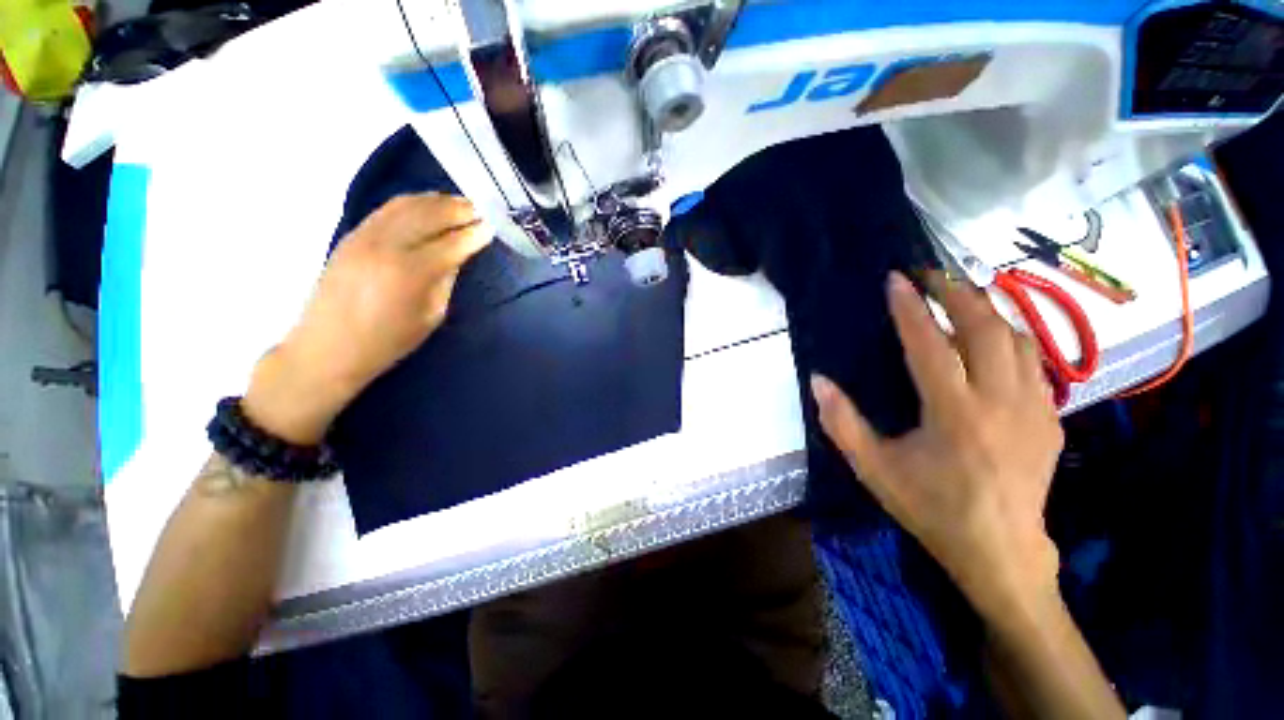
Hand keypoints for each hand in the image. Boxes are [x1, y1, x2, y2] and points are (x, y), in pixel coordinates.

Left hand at [243, 194, 490, 443]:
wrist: (329, 346)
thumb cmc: (388, 341)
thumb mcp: (431, 315)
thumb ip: (446, 280)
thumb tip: (457, 254)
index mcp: (412, 272)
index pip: (453, 243)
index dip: (475, 233)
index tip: (492, 227)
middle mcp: (387, 245)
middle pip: (430, 215)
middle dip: (459, 210)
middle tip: (481, 209)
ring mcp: (365, 236)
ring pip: (407, 205)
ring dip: (437, 201)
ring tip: (458, 202)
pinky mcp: (352, 234)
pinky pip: (387, 209)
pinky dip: (411, 202)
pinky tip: (426, 204)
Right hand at [811, 271, 1063, 620]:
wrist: (1001, 550)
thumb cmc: (930, 507)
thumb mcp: (873, 469)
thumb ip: (841, 422)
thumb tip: (818, 380)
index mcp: (954, 415)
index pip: (931, 345)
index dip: (910, 309)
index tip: (896, 279)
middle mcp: (1001, 402)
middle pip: (986, 328)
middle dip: (956, 293)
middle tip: (930, 274)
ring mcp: (1035, 408)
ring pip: (1018, 338)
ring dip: (987, 308)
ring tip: (960, 294)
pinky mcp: (1051, 417)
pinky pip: (1034, 361)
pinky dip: (1010, 336)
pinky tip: (992, 335)